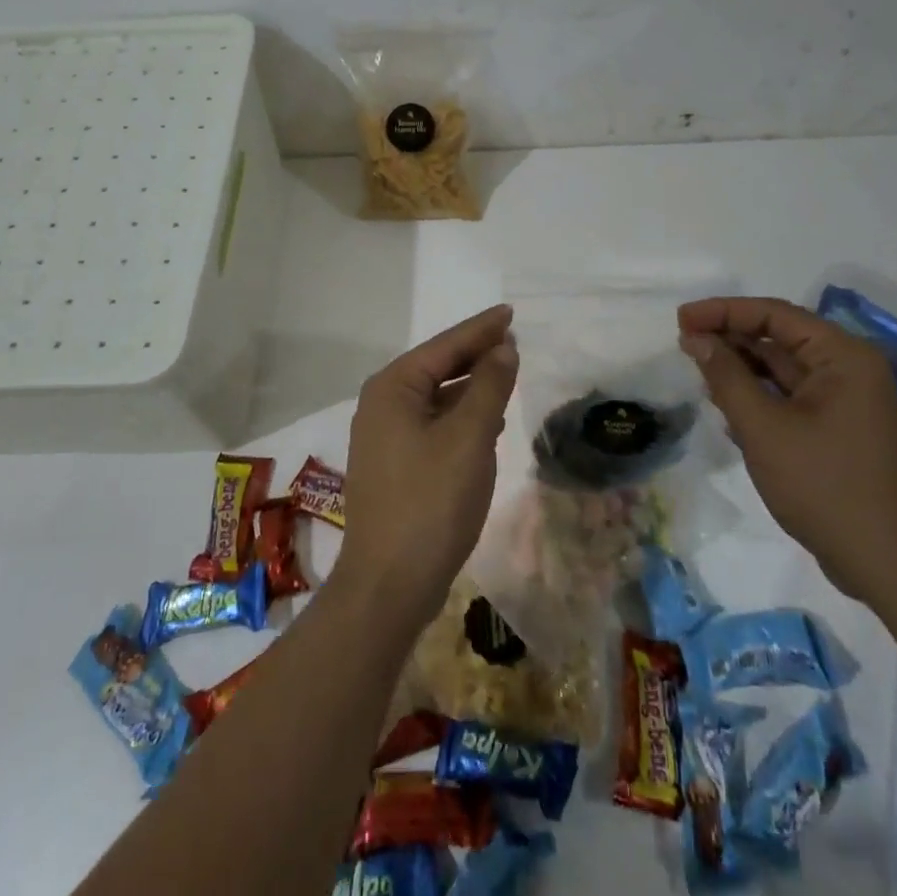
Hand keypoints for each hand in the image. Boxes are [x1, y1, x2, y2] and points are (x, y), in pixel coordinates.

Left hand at [337, 304, 519, 632]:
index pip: (445, 346)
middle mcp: (382, 404)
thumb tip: (503, 348)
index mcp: (393, 387)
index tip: (510, 312)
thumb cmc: (431, 502)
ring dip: (471, 387)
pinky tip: (488, 423)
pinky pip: (433, 424)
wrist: (389, 585)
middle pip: (437, 367)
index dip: (481, 329)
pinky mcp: (394, 465)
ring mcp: (384, 436)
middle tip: (514, 342)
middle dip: (475, 355)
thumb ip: (489, 386)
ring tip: (506, 376)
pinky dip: (461, 417)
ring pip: (436, 397)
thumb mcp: (469, 438)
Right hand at [678, 296, 896, 602]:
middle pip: (780, 338)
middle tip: (683, 342)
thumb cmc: (825, 486)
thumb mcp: (764, 428)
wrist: (890, 565)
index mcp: (843, 356)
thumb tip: (696, 338)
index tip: (681, 319)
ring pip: (783, 369)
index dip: (723, 311)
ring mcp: (847, 402)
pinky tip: (725, 405)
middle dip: (730, 338)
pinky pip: (791, 397)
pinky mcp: (840, 430)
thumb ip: (726, 376)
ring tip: (696, 369)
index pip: (774, 315)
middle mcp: (850, 370)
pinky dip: (758, 395)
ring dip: (741, 368)